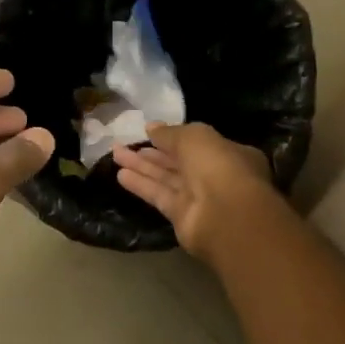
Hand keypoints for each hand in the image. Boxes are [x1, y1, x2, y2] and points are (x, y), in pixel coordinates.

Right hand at [112, 123, 274, 258]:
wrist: (225, 215)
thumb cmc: (217, 165)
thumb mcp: (194, 137)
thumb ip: (170, 133)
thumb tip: (151, 127)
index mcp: (228, 153)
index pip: (198, 143)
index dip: (174, 136)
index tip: (149, 131)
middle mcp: (215, 175)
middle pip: (179, 161)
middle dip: (153, 152)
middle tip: (126, 142)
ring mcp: (199, 197)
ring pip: (166, 178)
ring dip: (142, 166)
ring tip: (116, 154)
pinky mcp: (182, 216)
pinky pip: (160, 196)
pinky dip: (142, 185)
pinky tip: (121, 175)